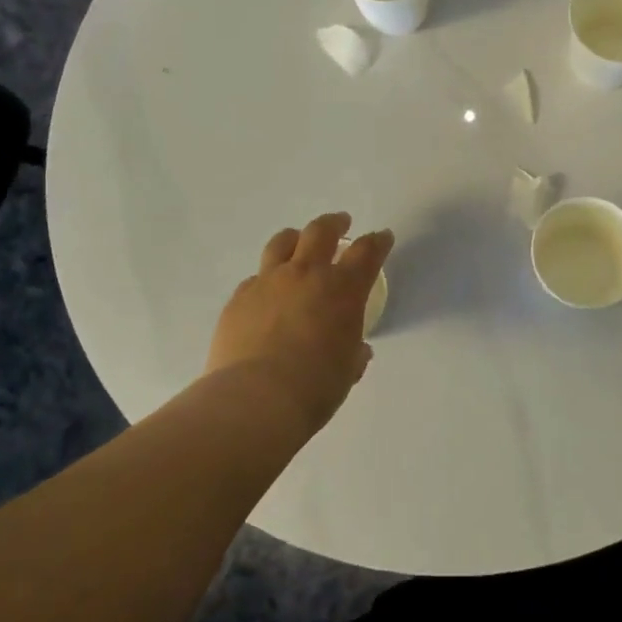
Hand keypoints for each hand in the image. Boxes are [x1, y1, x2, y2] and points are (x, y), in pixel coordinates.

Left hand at [205, 212, 393, 431]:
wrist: (255, 399)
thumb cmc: (315, 387)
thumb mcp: (347, 370)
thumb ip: (354, 353)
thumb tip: (357, 350)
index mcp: (343, 289)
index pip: (367, 251)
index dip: (378, 241)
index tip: (383, 237)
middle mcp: (306, 274)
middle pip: (321, 231)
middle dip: (335, 223)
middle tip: (341, 223)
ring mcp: (268, 282)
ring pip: (282, 243)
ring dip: (295, 238)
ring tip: (298, 242)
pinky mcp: (239, 298)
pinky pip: (256, 278)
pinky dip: (267, 279)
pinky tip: (268, 294)